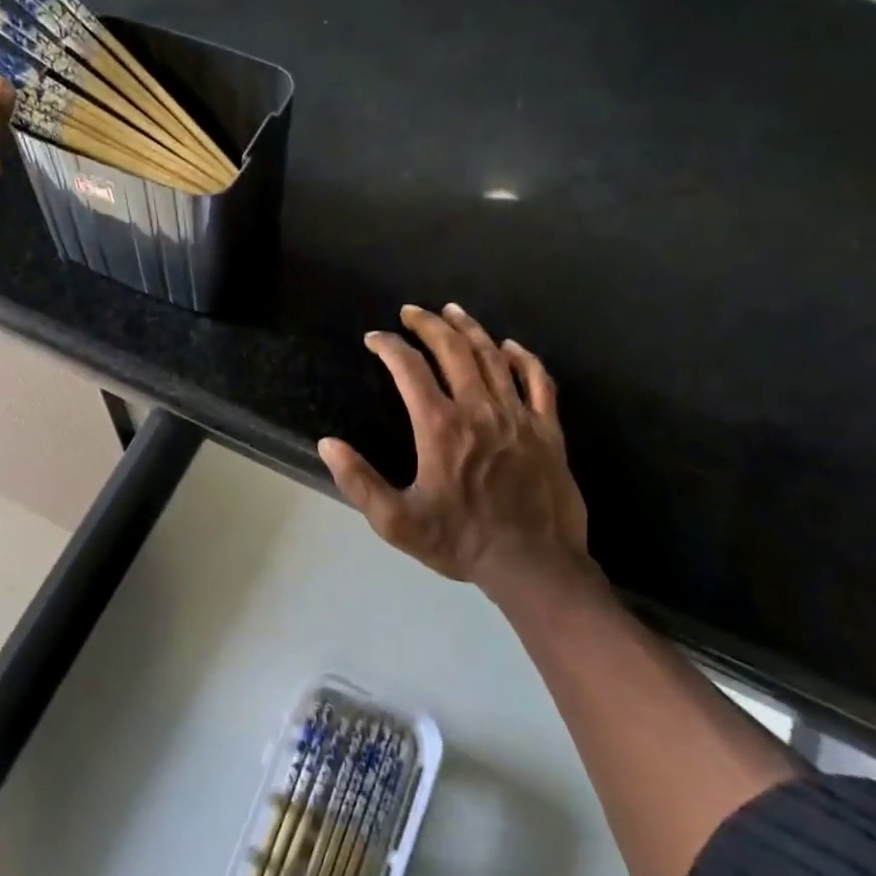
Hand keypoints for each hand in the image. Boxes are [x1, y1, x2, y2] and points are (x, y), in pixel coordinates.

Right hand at [319, 303, 595, 597]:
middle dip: (428, 324)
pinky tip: (510, 346)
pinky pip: (539, 380)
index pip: (409, 369)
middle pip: (453, 350)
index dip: (389, 347)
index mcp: (439, 427)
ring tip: (452, 311)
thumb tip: (328, 443)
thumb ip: (358, 481)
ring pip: (493, 357)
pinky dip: (523, 358)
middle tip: (411, 312)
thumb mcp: (396, 521)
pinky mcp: (548, 429)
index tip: (375, 339)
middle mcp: (478, 410)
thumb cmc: (459, 541)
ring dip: (470, 329)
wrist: (533, 564)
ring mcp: (518, 416)